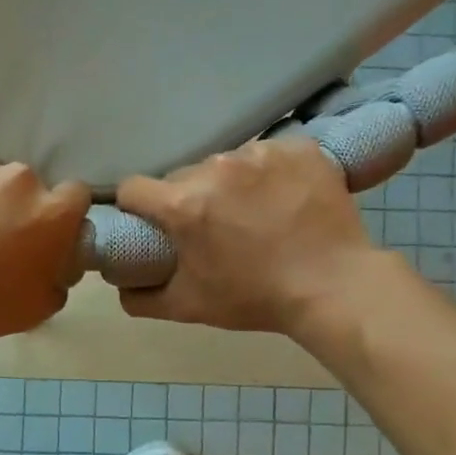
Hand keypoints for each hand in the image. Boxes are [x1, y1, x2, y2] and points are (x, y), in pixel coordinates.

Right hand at [117, 139, 379, 334]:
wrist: (334, 287)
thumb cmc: (256, 298)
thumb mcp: (189, 307)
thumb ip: (142, 298)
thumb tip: (121, 286)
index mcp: (183, 204)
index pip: (133, 188)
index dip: (136, 207)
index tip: (151, 222)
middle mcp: (216, 168)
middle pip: (182, 176)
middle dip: (189, 198)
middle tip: (213, 227)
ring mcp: (260, 152)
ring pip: (225, 164)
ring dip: (229, 184)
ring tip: (255, 213)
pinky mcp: (297, 147)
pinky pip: (267, 154)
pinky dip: (270, 174)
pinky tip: (284, 198)